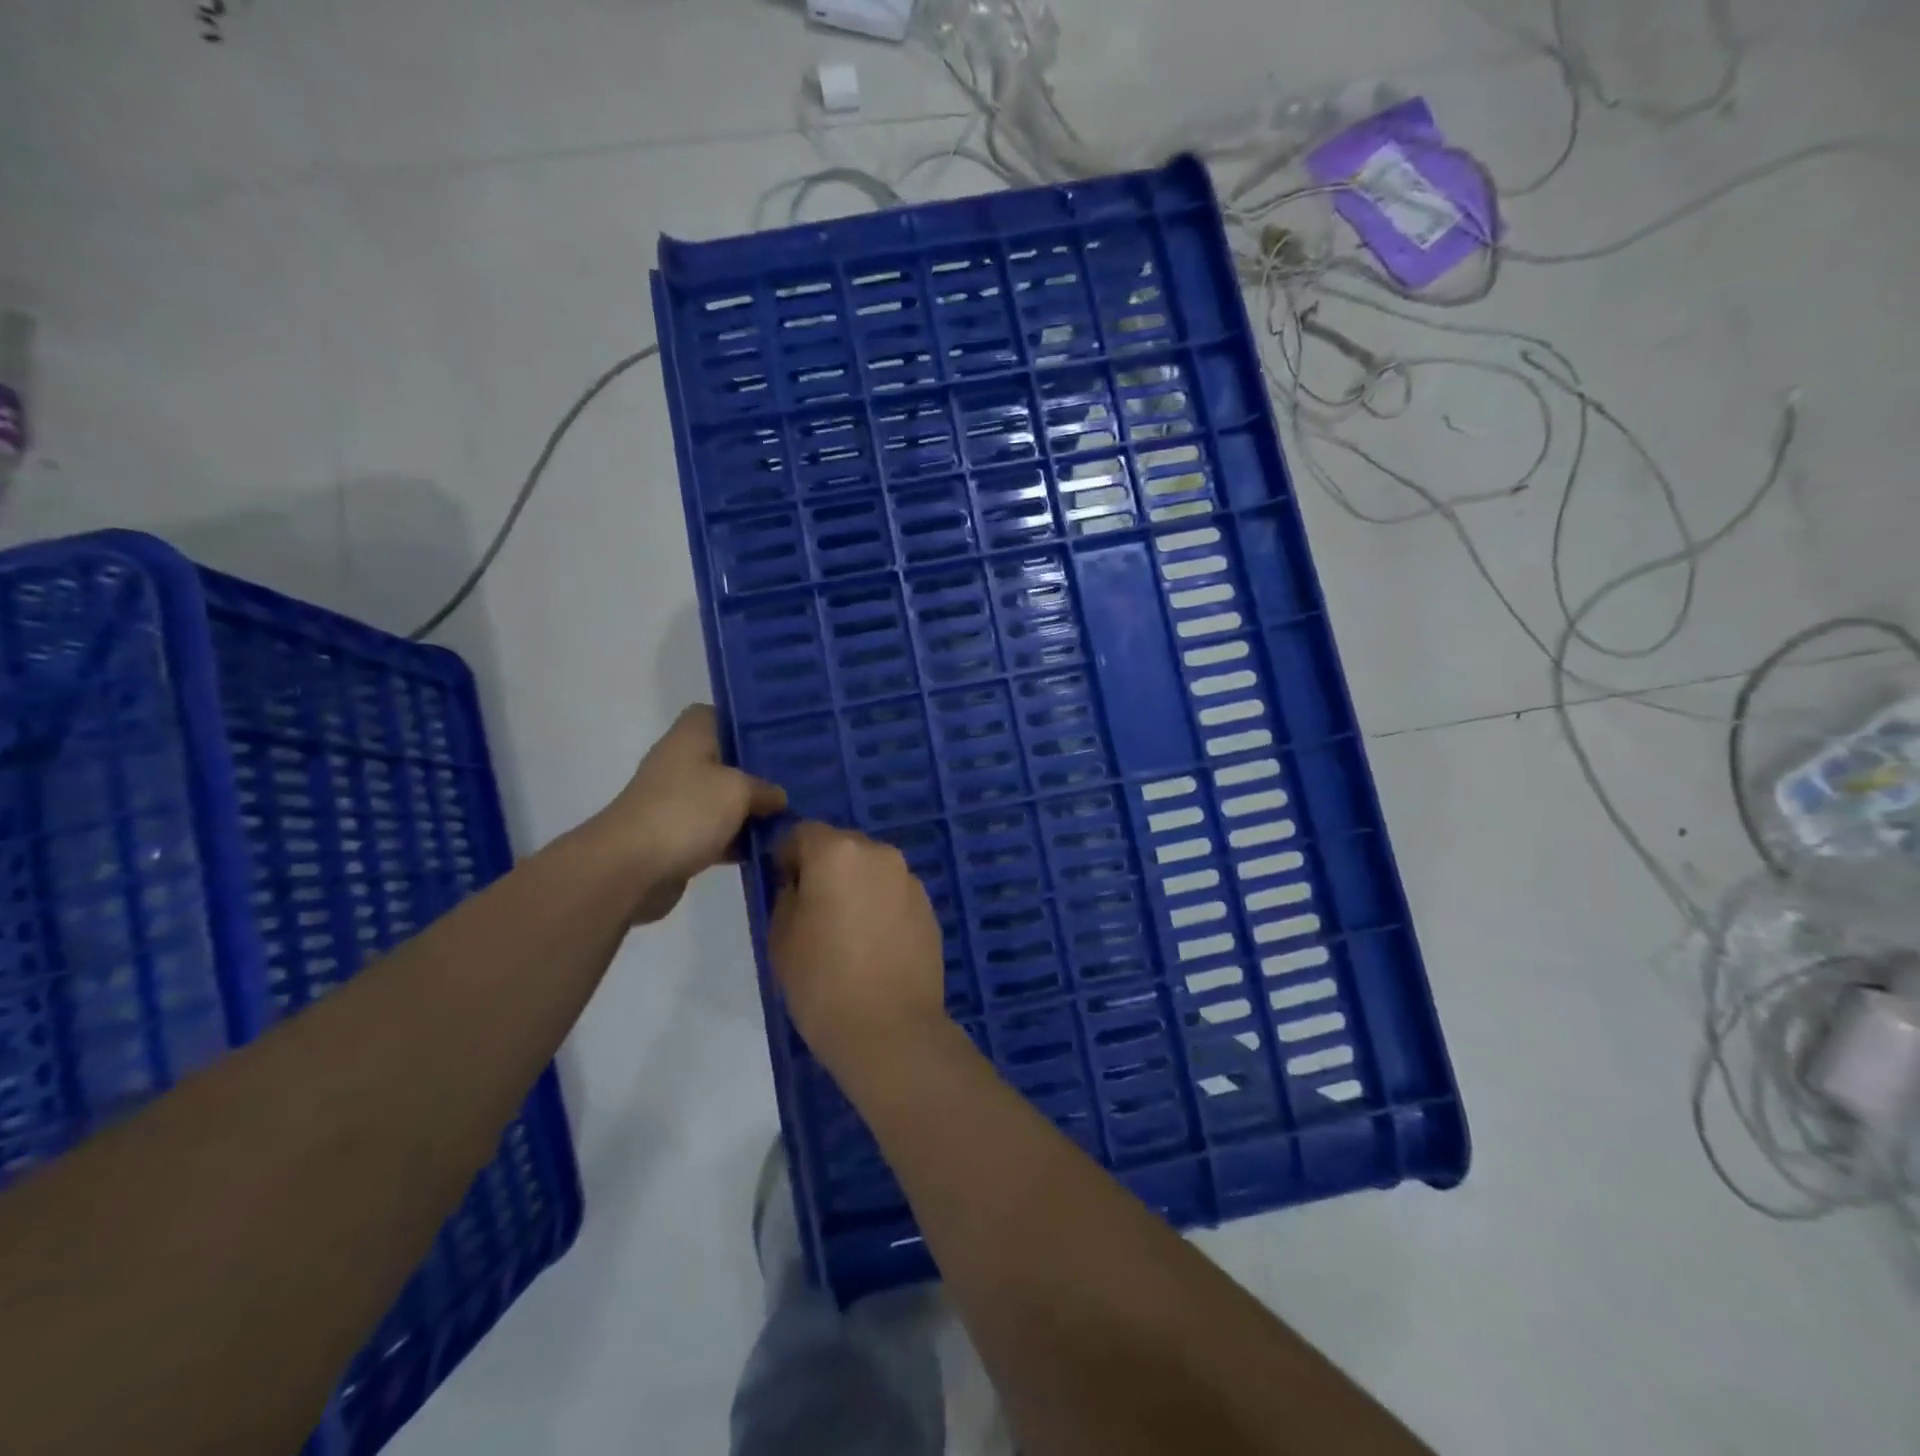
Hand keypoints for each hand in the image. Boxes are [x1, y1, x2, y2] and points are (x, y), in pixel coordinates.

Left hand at [601, 704, 785, 923]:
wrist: (630, 869)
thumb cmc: (685, 812)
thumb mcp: (738, 790)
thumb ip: (765, 789)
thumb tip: (779, 797)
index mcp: (690, 737)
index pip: (719, 714)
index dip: (747, 723)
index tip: (780, 736)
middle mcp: (681, 763)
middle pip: (727, 759)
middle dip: (760, 770)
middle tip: (799, 777)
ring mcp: (678, 802)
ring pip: (725, 798)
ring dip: (753, 809)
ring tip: (795, 813)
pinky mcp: (679, 837)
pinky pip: (718, 831)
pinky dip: (739, 838)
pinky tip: (771, 846)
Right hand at [768, 822, 947, 1069]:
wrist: (890, 1030)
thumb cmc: (822, 983)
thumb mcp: (781, 937)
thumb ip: (788, 896)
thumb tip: (800, 884)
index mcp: (838, 853)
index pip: (803, 832)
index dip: (787, 854)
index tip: (781, 885)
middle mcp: (879, 854)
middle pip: (842, 847)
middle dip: (825, 868)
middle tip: (813, 911)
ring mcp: (909, 880)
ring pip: (871, 870)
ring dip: (856, 886)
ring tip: (846, 932)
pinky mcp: (929, 908)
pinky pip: (893, 894)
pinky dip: (880, 906)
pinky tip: (874, 945)